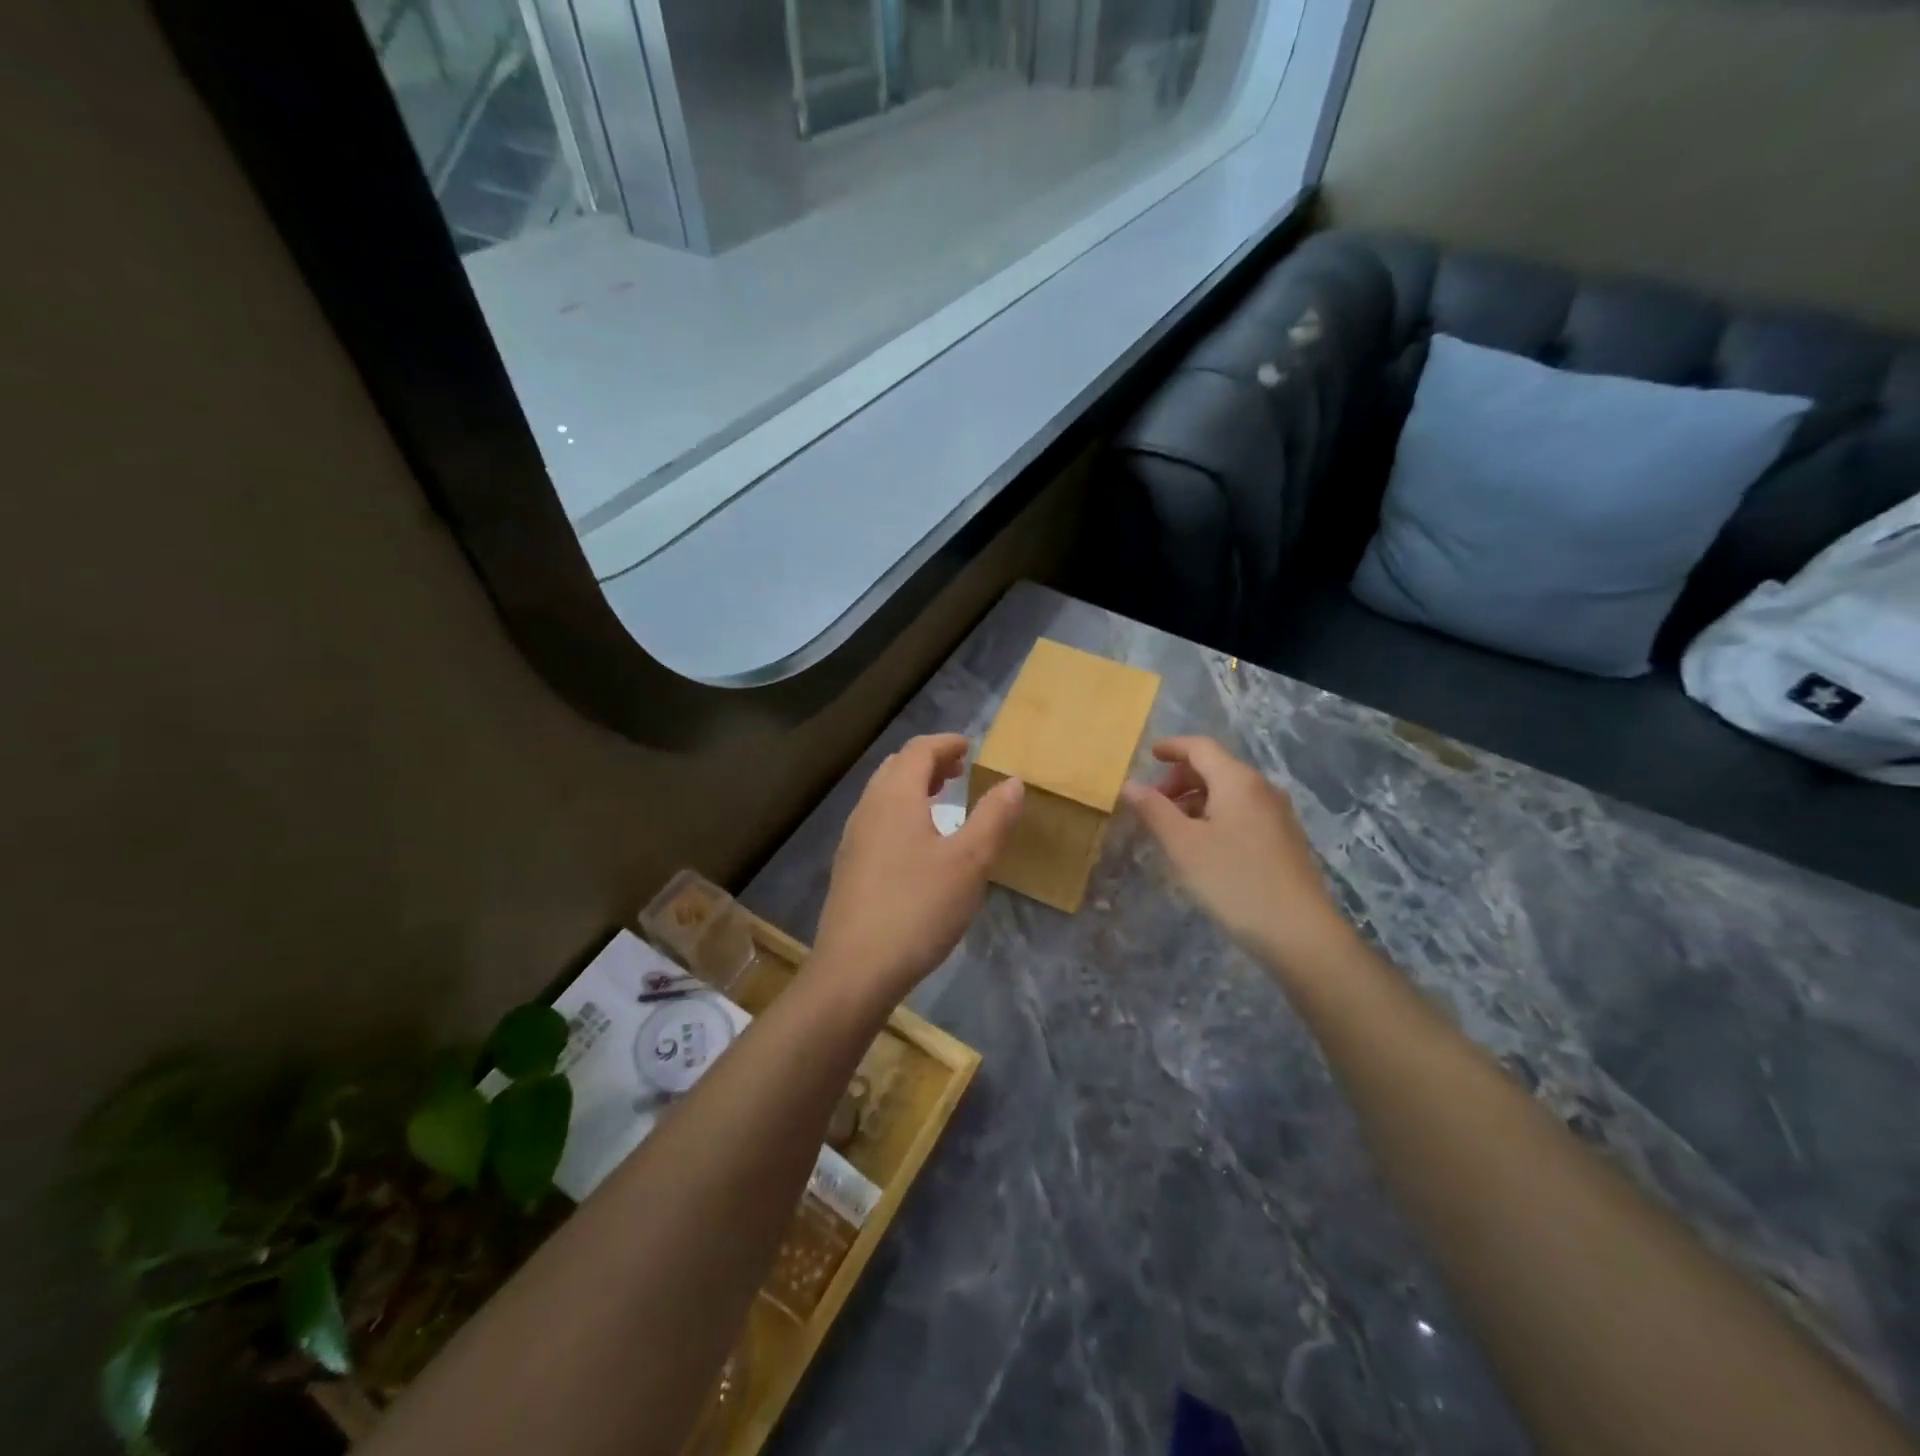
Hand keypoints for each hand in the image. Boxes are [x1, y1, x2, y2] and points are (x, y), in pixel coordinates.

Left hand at [812, 734, 1024, 1007]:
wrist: (855, 970)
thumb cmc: (918, 908)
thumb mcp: (969, 862)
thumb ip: (993, 817)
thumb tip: (1013, 781)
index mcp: (895, 796)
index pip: (918, 751)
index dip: (946, 743)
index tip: (970, 747)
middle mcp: (868, 809)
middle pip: (896, 768)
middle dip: (929, 762)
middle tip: (959, 771)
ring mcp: (853, 839)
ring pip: (883, 796)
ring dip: (913, 788)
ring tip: (942, 801)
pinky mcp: (849, 868)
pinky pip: (877, 822)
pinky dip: (901, 814)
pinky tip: (919, 845)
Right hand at [1121, 737, 1353, 973]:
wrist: (1299, 933)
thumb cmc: (1233, 881)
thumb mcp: (1183, 845)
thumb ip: (1154, 810)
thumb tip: (1130, 784)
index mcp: (1238, 781)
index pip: (1201, 747)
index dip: (1173, 747)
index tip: (1149, 755)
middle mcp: (1262, 789)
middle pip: (1216, 768)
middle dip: (1181, 779)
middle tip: (1154, 804)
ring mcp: (1278, 815)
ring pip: (1229, 793)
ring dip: (1197, 800)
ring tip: (1173, 828)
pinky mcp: (1284, 841)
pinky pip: (1243, 813)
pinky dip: (1216, 816)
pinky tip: (1203, 846)